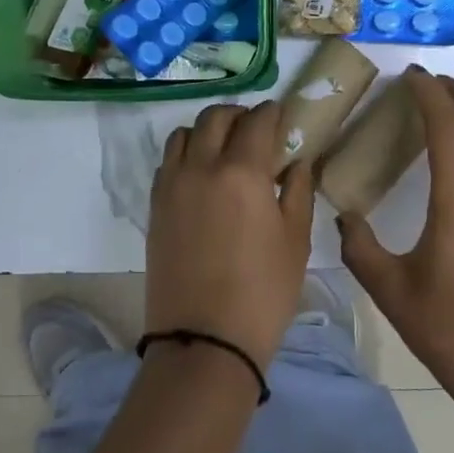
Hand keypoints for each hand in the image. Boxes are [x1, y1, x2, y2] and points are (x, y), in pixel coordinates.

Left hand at [146, 101, 314, 365]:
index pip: (256, 121)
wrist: (204, 339)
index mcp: (242, 172)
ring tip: (225, 150)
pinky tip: (202, 176)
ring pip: (183, 134)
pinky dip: (186, 154)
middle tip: (255, 130)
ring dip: (206, 131)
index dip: (272, 113)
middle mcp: (201, 167)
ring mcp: (172, 185)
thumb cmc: (263, 292)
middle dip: (238, 114)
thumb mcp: (295, 241)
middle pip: (215, 118)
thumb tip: (296, 163)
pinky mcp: (155, 206)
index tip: (281, 117)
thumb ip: (298, 192)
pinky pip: (168, 162)